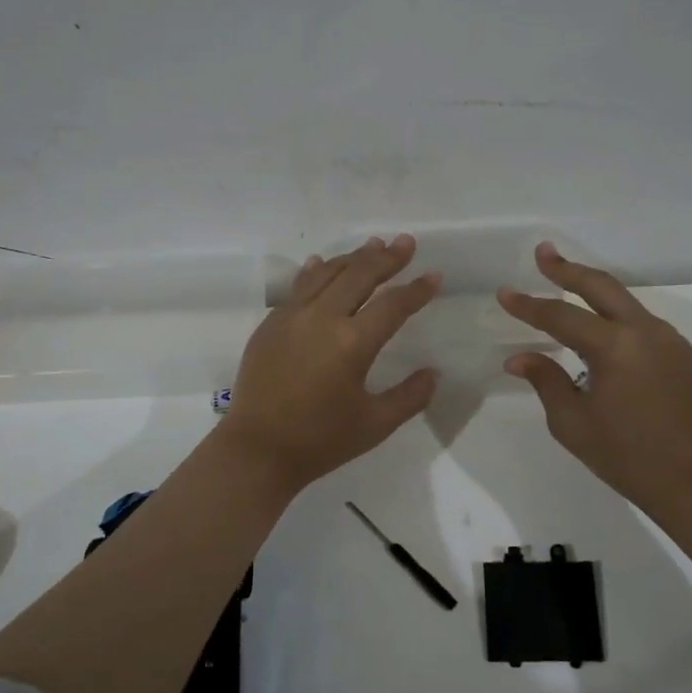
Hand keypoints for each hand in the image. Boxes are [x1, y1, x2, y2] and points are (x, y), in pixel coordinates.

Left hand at [218, 235, 440, 489]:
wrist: (257, 450)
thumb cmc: (320, 441)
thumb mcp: (375, 425)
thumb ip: (410, 396)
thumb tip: (433, 374)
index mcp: (353, 343)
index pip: (393, 305)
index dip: (417, 289)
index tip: (434, 276)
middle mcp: (323, 319)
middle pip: (360, 275)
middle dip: (387, 257)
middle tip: (406, 243)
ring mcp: (292, 316)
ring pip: (327, 273)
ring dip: (353, 257)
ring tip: (374, 245)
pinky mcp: (271, 323)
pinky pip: (299, 286)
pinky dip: (316, 270)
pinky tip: (323, 262)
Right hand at [499, 243, 691, 527]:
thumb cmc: (626, 457)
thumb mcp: (573, 423)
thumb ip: (546, 381)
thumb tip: (520, 358)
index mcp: (614, 347)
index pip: (561, 316)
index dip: (529, 305)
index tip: (505, 293)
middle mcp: (646, 332)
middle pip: (601, 286)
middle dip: (568, 269)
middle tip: (544, 254)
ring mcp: (672, 341)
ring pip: (627, 303)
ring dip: (596, 293)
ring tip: (569, 290)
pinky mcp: (687, 356)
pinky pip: (646, 328)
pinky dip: (620, 322)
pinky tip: (607, 339)